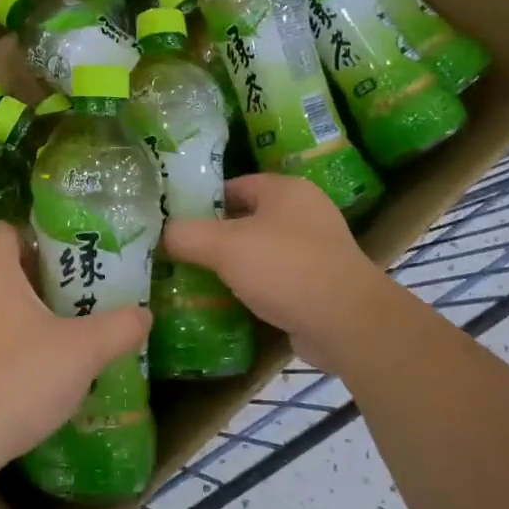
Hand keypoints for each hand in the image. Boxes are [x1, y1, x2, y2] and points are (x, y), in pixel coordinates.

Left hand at [0, 222, 150, 480]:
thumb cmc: (15, 379)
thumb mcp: (82, 354)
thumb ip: (118, 329)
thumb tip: (143, 314)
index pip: (3, 230)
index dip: (31, 239)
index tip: (60, 263)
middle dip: (28, 288)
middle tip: (64, 310)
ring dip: (5, 325)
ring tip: (39, 352)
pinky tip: (7, 388)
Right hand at [163, 173, 400, 372]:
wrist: (347, 322)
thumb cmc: (285, 269)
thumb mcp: (224, 246)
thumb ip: (186, 235)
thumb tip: (162, 233)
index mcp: (286, 189)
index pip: (234, 185)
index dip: (202, 201)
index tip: (174, 223)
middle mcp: (305, 212)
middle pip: (247, 218)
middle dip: (214, 237)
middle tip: (180, 254)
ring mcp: (317, 249)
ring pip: (261, 250)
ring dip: (234, 265)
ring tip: (198, 280)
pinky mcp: (320, 283)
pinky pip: (276, 278)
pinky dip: (254, 287)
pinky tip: (230, 303)